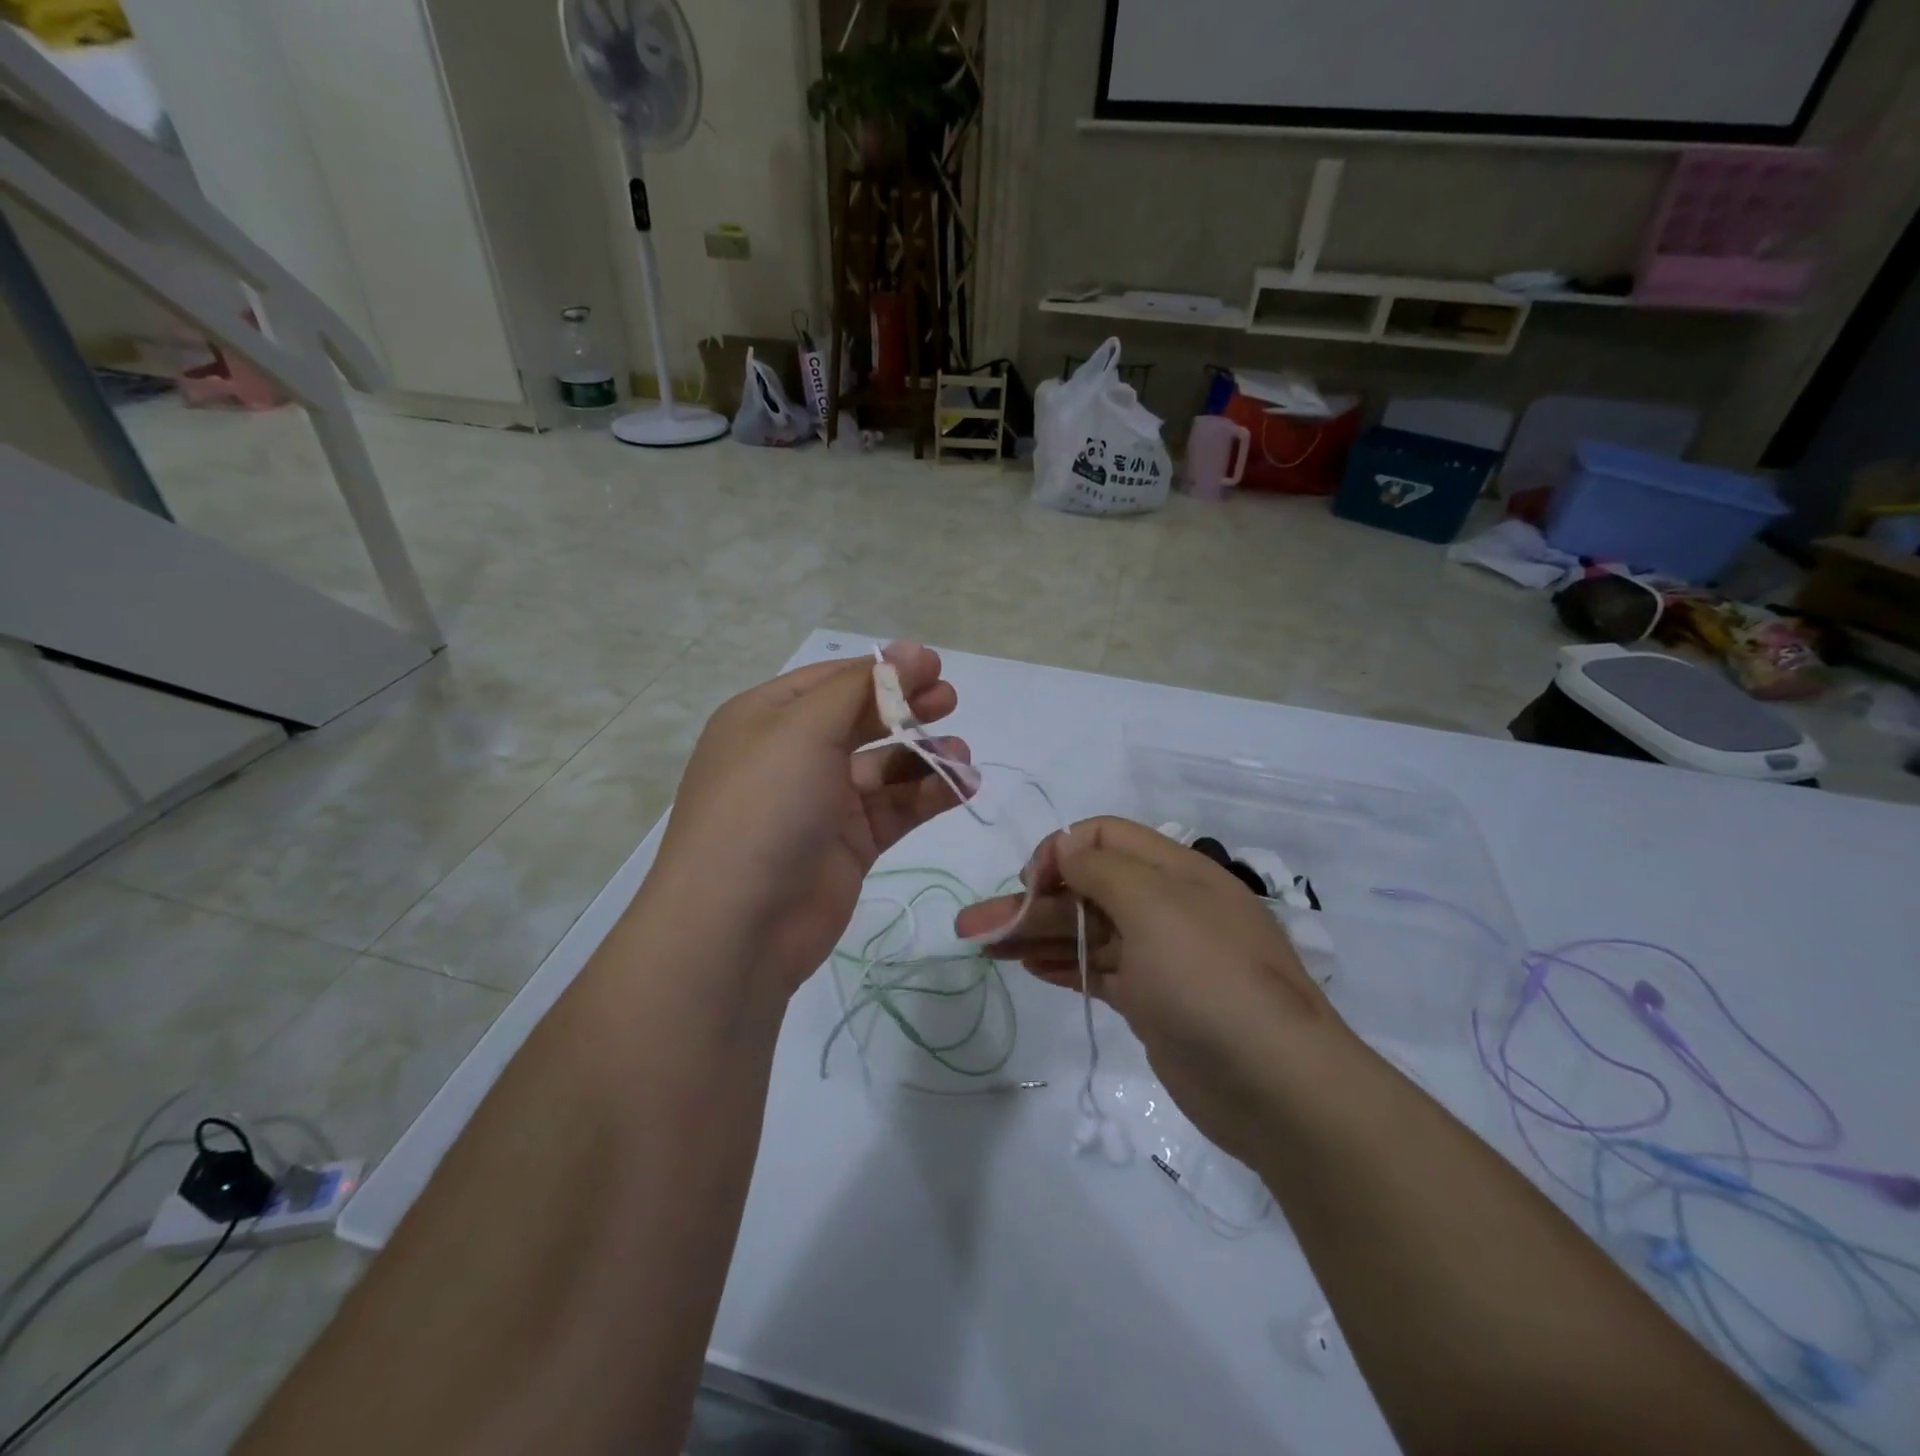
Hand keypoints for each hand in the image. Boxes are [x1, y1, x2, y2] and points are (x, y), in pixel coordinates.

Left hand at [645, 642, 970, 995]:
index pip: (834, 680)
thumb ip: (862, 688)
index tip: (935, 666)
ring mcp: (822, 803)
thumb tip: (911, 650)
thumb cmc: (763, 809)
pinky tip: (963, 787)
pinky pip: (896, 809)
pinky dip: (929, 796)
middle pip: (861, 719)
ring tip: (961, 755)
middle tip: (951, 700)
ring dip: (925, 756)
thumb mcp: (805, 731)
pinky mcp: (848, 845)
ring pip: (884, 767)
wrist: (737, 927)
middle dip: (907, 707)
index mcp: (768, 719)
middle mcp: (793, 756)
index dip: (884, 670)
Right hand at [954, 816, 1343, 1163]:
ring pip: (1085, 932)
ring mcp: (1159, 957)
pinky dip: (1062, 964)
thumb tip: (1062, 848)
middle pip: (1085, 889)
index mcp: (1174, 871)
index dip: (1060, 852)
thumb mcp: (1155, 906)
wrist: (1277, 1087)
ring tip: (983, 946)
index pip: (1103, 838)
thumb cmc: (1209, 980)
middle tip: (974, 926)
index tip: (1032, 884)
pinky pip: (1097, 970)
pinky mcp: (1152, 1001)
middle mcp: (1166, 906)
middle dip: (1029, 901)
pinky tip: (1027, 966)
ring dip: (1034, 933)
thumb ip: (1100, 869)